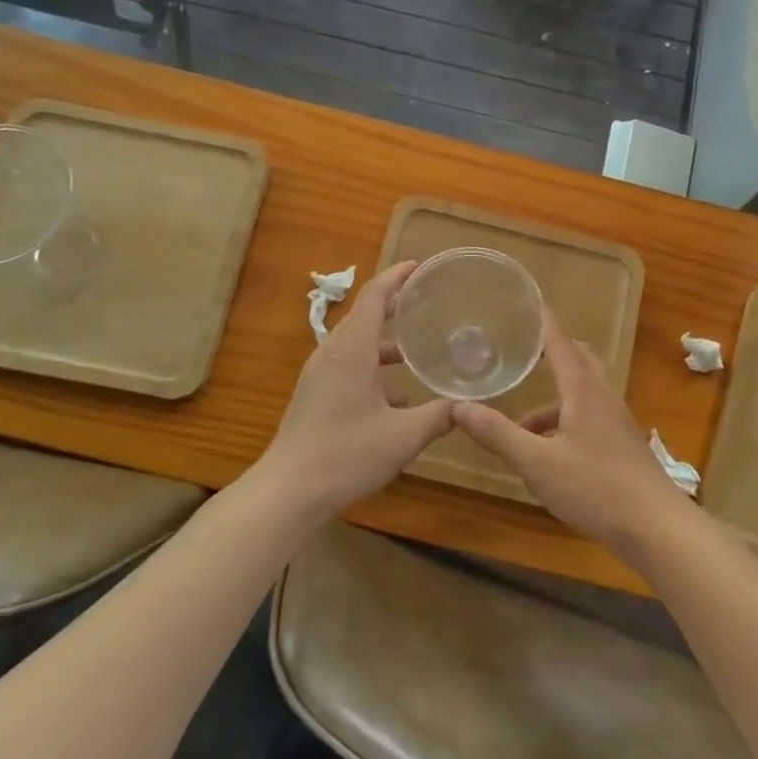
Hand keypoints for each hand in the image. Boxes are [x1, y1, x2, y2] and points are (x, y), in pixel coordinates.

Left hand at [258, 261, 454, 517]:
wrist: (288, 491)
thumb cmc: (346, 454)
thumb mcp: (404, 436)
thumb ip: (439, 416)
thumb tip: (470, 405)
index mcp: (352, 351)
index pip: (373, 296)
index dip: (396, 277)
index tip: (418, 267)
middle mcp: (332, 354)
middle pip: (363, 316)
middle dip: (393, 306)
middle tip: (424, 303)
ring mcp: (318, 376)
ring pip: (355, 344)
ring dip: (383, 343)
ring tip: (414, 351)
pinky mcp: (313, 396)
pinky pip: (346, 367)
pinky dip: (371, 368)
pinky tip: (395, 398)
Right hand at [453, 311, 692, 561]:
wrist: (657, 527)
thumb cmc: (596, 488)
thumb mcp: (537, 463)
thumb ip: (498, 435)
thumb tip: (458, 407)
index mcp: (583, 391)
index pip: (560, 344)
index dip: (544, 323)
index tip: (530, 301)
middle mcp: (603, 398)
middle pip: (579, 360)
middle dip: (552, 352)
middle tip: (522, 353)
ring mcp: (617, 422)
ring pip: (583, 393)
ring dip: (553, 399)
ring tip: (520, 425)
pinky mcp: (622, 446)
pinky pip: (589, 418)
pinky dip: (565, 422)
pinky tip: (548, 455)